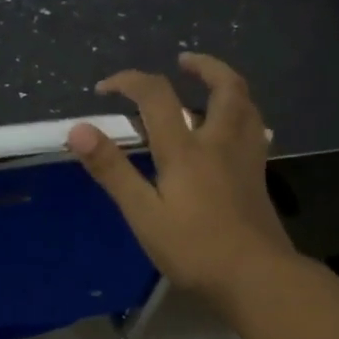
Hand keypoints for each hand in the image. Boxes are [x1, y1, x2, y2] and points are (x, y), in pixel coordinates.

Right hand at [68, 54, 295, 307]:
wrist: (257, 278)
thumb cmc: (194, 249)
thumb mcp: (143, 213)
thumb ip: (112, 170)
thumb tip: (79, 129)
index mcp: (186, 149)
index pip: (156, 95)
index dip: (129, 82)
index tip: (105, 88)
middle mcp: (221, 142)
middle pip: (224, 87)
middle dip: (204, 66)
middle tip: (183, 61)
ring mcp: (246, 159)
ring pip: (246, 105)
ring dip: (226, 86)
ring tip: (208, 87)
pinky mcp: (258, 177)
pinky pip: (254, 130)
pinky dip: (240, 115)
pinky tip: (230, 132)